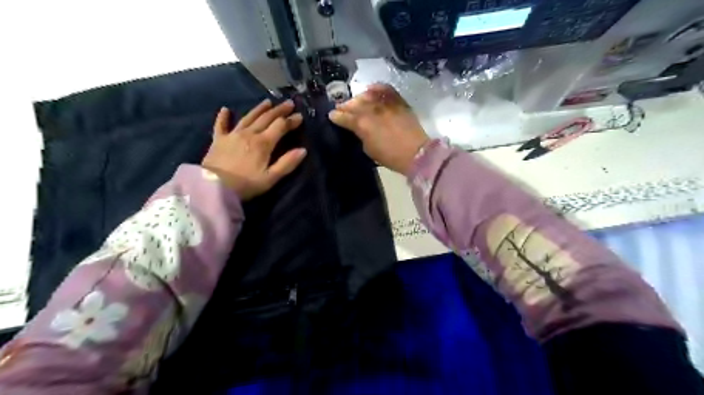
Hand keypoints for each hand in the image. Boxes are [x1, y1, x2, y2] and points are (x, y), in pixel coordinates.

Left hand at [201, 99, 305, 199]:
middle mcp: (249, 134)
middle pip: (266, 118)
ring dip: (259, 109)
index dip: (291, 121)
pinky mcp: (218, 140)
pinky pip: (221, 125)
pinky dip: (223, 117)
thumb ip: (287, 163)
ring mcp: (232, 135)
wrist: (213, 187)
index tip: (300, 116)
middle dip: (279, 110)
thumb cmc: (245, 185)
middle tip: (289, 103)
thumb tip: (303, 150)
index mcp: (263, 143)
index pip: (280, 126)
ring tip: (268, 102)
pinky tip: (225, 109)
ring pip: (248, 117)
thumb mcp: (270, 178)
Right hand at [329, 84, 428, 174]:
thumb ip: (360, 135)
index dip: (336, 116)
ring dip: (358, 98)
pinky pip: (385, 89)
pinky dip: (377, 88)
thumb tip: (357, 129)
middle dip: (345, 106)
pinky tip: (371, 89)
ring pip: (367, 95)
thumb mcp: (368, 149)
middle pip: (353, 103)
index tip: (332, 115)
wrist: (415, 153)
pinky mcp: (398, 101)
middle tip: (341, 108)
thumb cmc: (389, 156)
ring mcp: (385, 103)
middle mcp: (371, 110)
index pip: (344, 117)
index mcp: (361, 124)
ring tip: (356, 101)